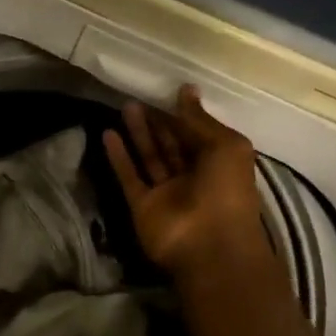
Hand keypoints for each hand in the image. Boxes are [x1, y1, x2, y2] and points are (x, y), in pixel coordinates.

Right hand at [103, 87, 280, 287]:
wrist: (210, 246)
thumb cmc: (227, 191)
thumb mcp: (226, 146)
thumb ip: (200, 120)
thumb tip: (186, 90)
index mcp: (219, 164)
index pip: (198, 134)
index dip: (184, 114)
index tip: (168, 91)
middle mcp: (193, 178)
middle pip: (171, 144)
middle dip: (158, 121)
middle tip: (139, 95)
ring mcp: (166, 193)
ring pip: (150, 157)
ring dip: (138, 133)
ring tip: (125, 106)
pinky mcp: (142, 205)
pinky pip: (129, 177)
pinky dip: (119, 157)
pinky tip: (108, 134)